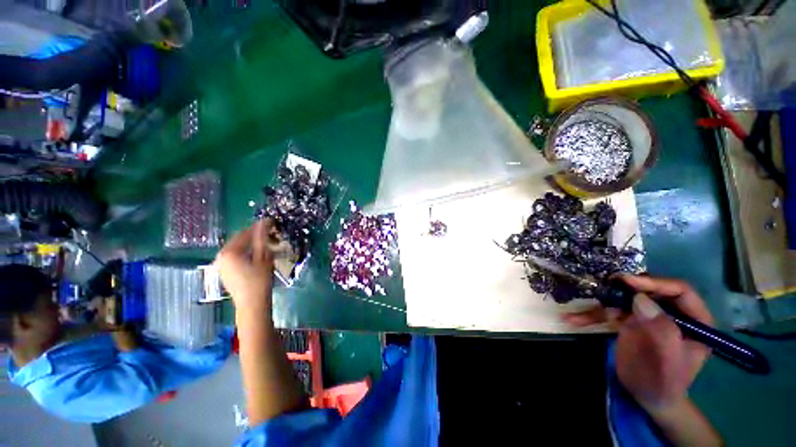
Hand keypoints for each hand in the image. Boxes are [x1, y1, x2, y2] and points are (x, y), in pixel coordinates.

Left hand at [215, 220, 278, 312]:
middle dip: (255, 235)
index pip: (245, 233)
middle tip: (271, 234)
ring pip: (238, 247)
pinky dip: (246, 252)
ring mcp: (220, 264)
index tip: (273, 223)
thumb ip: (262, 238)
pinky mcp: (224, 271)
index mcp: (229, 251)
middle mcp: (221, 256)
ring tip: (266, 243)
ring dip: (251, 244)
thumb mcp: (263, 257)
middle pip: (240, 239)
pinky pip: (235, 255)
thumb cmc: (259, 280)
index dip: (260, 227)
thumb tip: (264, 222)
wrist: (251, 304)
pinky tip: (257, 255)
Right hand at [564, 276, 713, 412]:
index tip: (627, 282)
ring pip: (623, 300)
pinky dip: (589, 316)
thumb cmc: (665, 382)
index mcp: (693, 319)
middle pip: (647, 291)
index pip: (679, 291)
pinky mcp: (628, 322)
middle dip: (623, 289)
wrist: (648, 397)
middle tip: (604, 286)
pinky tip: (571, 319)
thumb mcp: (668, 361)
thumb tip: (640, 299)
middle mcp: (670, 313)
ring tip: (581, 309)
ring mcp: (647, 317)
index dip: (655, 283)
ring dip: (600, 303)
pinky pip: (608, 313)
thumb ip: (661, 330)